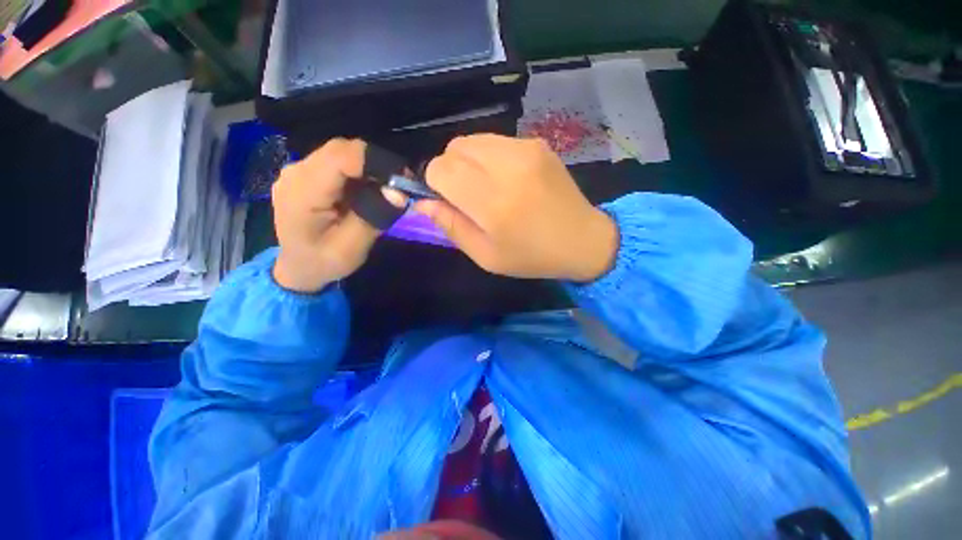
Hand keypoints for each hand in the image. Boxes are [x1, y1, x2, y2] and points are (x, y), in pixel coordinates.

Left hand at [272, 138, 395, 292]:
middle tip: (398, 188)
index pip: (342, 156)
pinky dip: (360, 173)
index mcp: (302, 191)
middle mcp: (296, 171)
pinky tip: (367, 192)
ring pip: (343, 153)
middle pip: (343, 150)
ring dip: (369, 169)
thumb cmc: (324, 262)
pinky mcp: (307, 173)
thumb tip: (399, 192)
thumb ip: (373, 217)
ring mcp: (299, 170)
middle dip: (376, 165)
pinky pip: (339, 162)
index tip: (403, 180)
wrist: (298, 267)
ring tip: (385, 192)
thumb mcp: (352, 248)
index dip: (377, 161)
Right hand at [416, 134, 617, 281]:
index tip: (448, 200)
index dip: (434, 183)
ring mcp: (525, 149)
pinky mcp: (537, 143)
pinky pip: (495, 141)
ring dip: (468, 162)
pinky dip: (489, 157)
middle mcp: (507, 167)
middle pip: (453, 148)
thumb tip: (422, 202)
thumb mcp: (486, 256)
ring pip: (472, 140)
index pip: (440, 169)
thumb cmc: (531, 256)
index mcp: (492, 202)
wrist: (582, 240)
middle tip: (467, 196)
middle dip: (450, 170)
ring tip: (487, 187)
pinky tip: (506, 179)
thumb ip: (451, 226)